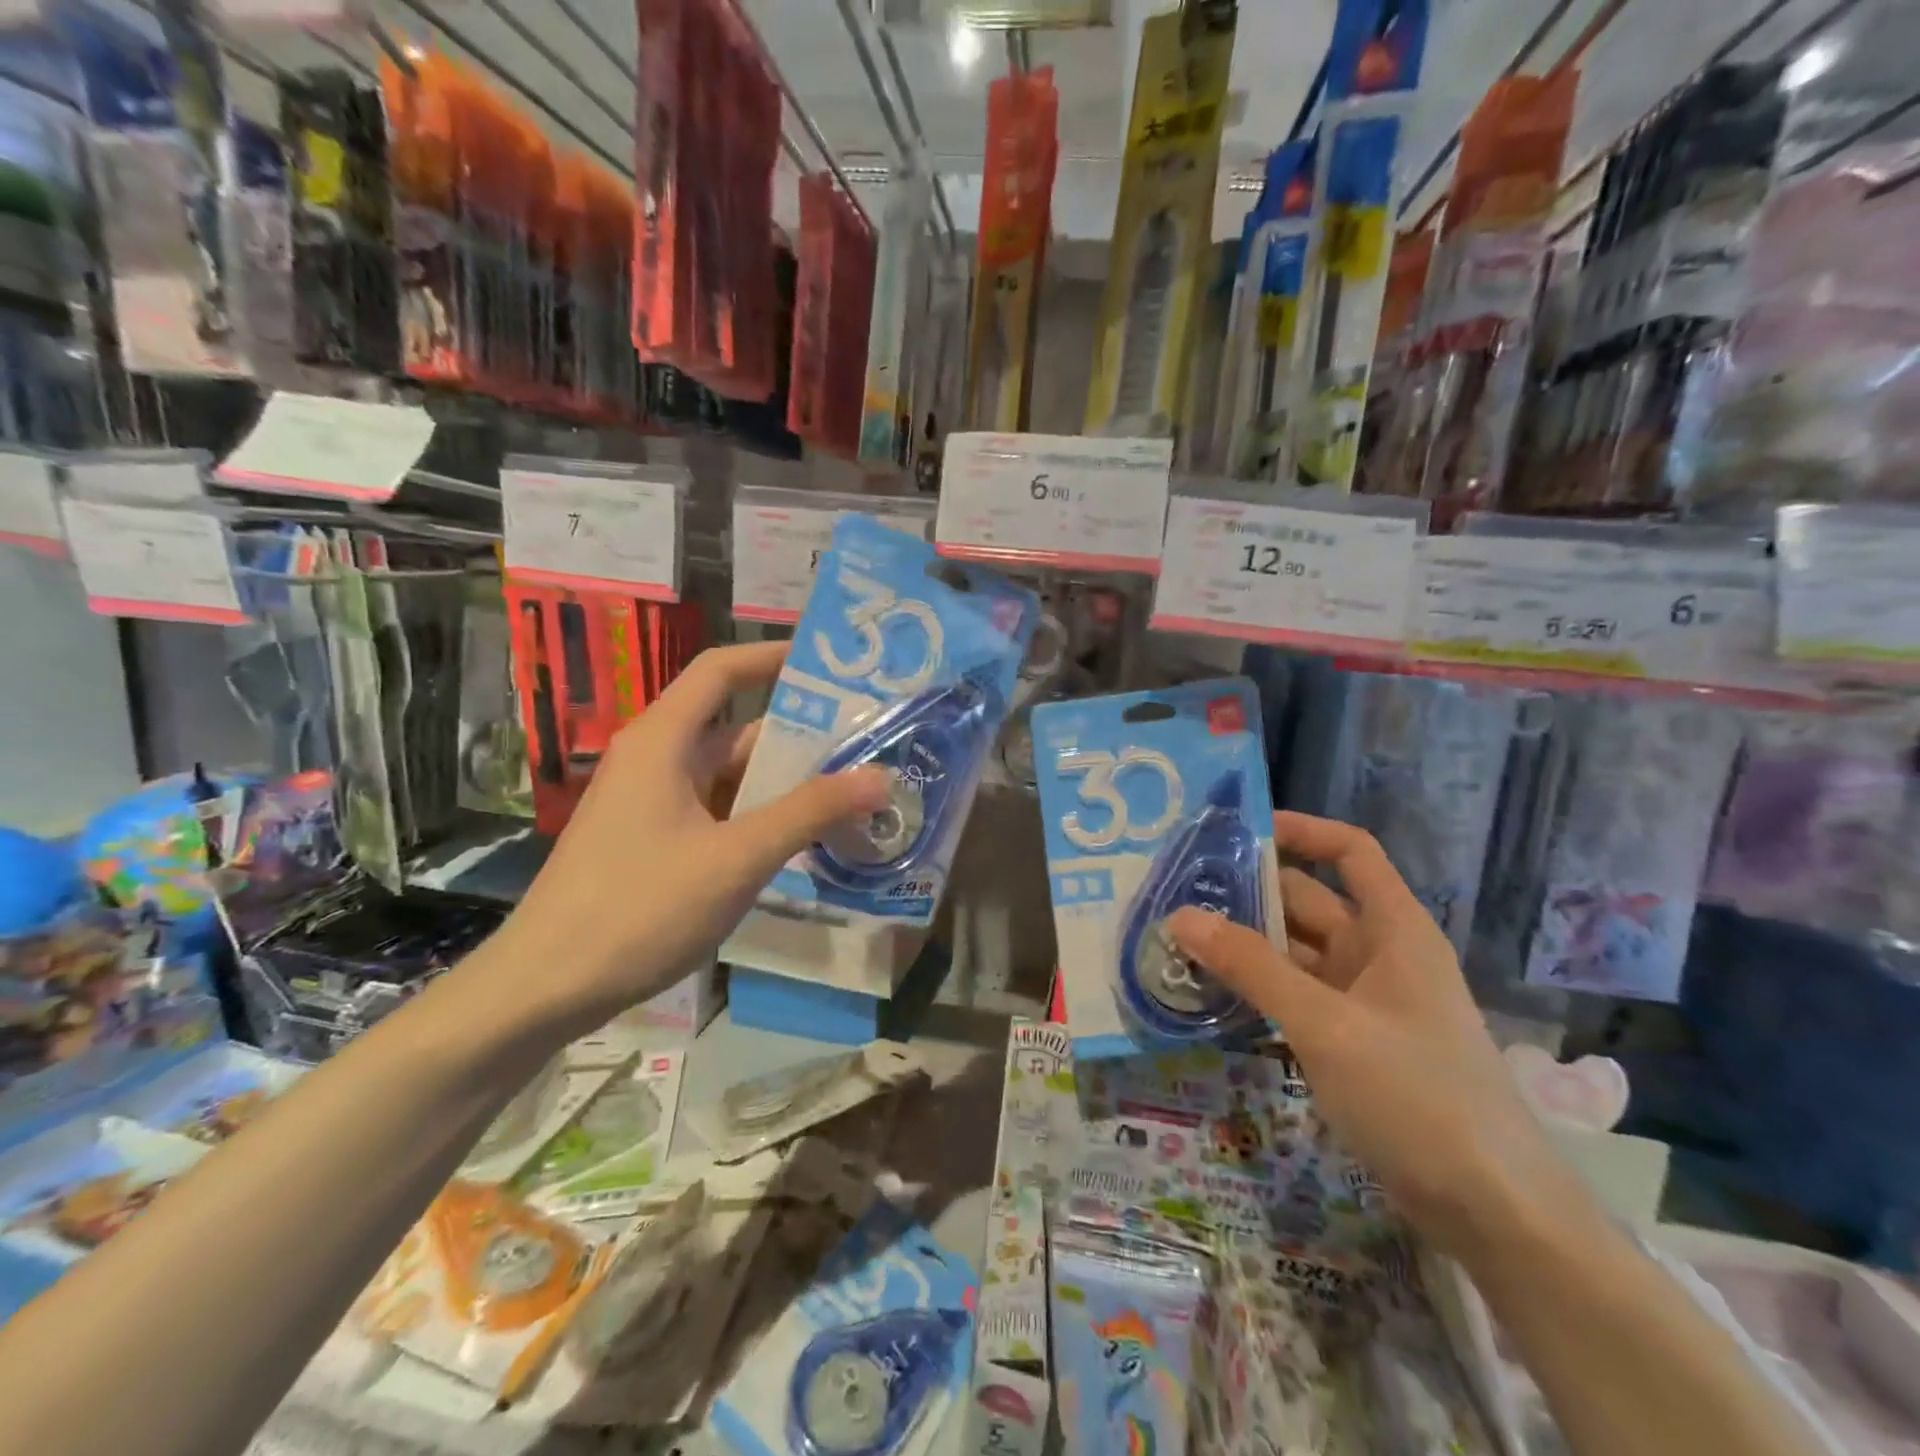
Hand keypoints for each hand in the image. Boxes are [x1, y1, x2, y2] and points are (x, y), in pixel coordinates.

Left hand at [496, 642, 890, 1029]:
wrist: (544, 989)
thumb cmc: (638, 909)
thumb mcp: (736, 857)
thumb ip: (809, 812)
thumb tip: (879, 776)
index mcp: (663, 742)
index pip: (720, 671)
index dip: (772, 657)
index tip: (830, 665)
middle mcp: (656, 761)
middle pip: (735, 730)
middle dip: (799, 737)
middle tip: (866, 745)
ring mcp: (652, 805)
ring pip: (729, 778)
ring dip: (783, 785)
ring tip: (850, 793)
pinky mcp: (653, 843)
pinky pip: (717, 813)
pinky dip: (758, 819)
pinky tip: (802, 841)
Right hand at [1170, 813, 1576, 1261]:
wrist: (1494, 1212)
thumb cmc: (1417, 1096)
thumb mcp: (1326, 1025)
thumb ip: (1252, 968)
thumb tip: (1181, 916)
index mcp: (1393, 929)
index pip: (1349, 852)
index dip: (1300, 831)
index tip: (1236, 832)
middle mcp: (1379, 953)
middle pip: (1308, 902)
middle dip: (1248, 894)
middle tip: (1177, 892)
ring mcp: (1364, 1000)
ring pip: (1295, 953)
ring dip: (1244, 945)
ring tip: (1178, 940)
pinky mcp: (1350, 1042)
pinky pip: (1294, 996)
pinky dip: (1256, 989)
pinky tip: (1209, 993)